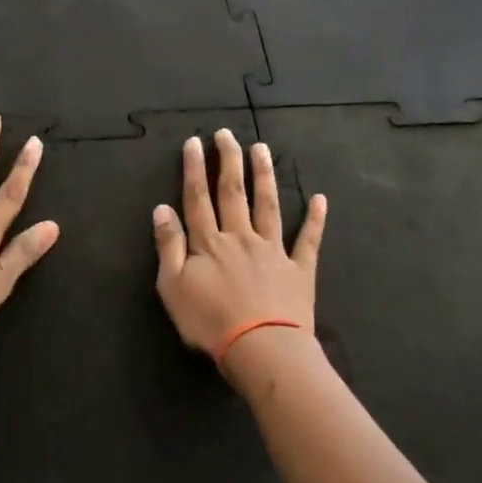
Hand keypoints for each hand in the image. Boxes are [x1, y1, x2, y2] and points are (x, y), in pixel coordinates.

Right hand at [152, 129, 325, 366]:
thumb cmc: (210, 322)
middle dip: (228, 160)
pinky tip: (319, 199)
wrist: (262, 349)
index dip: (194, 168)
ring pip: (268, 205)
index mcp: (209, 242)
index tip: (194, 142)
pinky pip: (307, 240)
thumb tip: (162, 208)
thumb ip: (168, 245)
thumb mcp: (173, 287)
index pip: (198, 197)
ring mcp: (272, 250)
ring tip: (262, 148)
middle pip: (233, 192)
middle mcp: (240, 237)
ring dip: (264, 175)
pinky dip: (314, 219)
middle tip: (227, 134)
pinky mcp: (298, 269)